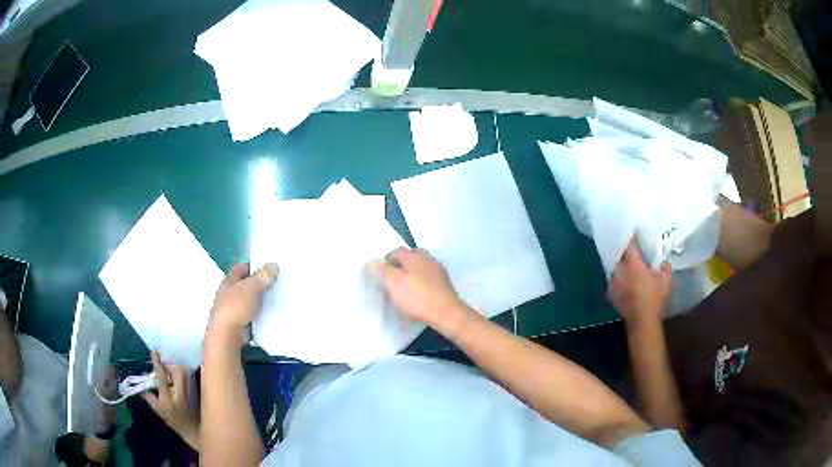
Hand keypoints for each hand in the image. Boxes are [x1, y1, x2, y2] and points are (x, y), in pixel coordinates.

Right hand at [142, 351, 199, 449]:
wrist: (193, 429)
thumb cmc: (173, 420)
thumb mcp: (158, 409)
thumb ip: (148, 395)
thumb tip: (140, 383)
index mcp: (168, 396)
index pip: (162, 375)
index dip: (157, 362)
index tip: (154, 351)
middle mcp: (180, 391)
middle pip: (176, 369)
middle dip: (168, 364)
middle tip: (163, 367)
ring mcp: (189, 389)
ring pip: (183, 370)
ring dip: (174, 367)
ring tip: (168, 372)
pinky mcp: (195, 389)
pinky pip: (187, 374)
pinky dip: (180, 371)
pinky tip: (176, 377)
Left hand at [208, 262, 277, 342]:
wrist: (226, 335)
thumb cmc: (236, 307)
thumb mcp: (251, 288)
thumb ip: (262, 276)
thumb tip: (272, 265)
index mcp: (229, 281)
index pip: (240, 268)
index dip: (253, 267)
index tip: (267, 269)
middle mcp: (227, 294)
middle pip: (244, 285)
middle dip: (257, 285)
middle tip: (273, 285)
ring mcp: (231, 310)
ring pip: (247, 301)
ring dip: (258, 301)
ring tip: (273, 301)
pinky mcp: (236, 324)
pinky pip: (249, 315)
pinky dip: (257, 315)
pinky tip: (266, 317)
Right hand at [370, 247, 474, 333]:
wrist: (446, 313)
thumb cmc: (417, 297)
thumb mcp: (394, 284)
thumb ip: (382, 271)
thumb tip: (372, 261)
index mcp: (414, 256)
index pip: (397, 251)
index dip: (387, 259)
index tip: (380, 272)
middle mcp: (428, 259)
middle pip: (411, 256)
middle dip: (401, 264)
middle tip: (392, 277)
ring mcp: (438, 271)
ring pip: (421, 267)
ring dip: (412, 272)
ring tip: (404, 286)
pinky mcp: (444, 284)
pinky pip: (429, 278)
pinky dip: (421, 282)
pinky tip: (418, 294)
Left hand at [608, 243, 671, 329]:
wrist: (642, 320)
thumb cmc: (655, 297)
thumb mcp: (665, 279)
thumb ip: (665, 267)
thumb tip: (665, 262)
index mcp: (632, 263)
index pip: (629, 245)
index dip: (631, 239)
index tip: (634, 235)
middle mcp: (620, 270)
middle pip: (619, 255)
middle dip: (624, 252)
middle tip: (631, 252)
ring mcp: (613, 282)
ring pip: (615, 268)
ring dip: (620, 266)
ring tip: (628, 266)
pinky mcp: (611, 293)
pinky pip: (613, 280)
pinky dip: (618, 279)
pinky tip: (624, 281)